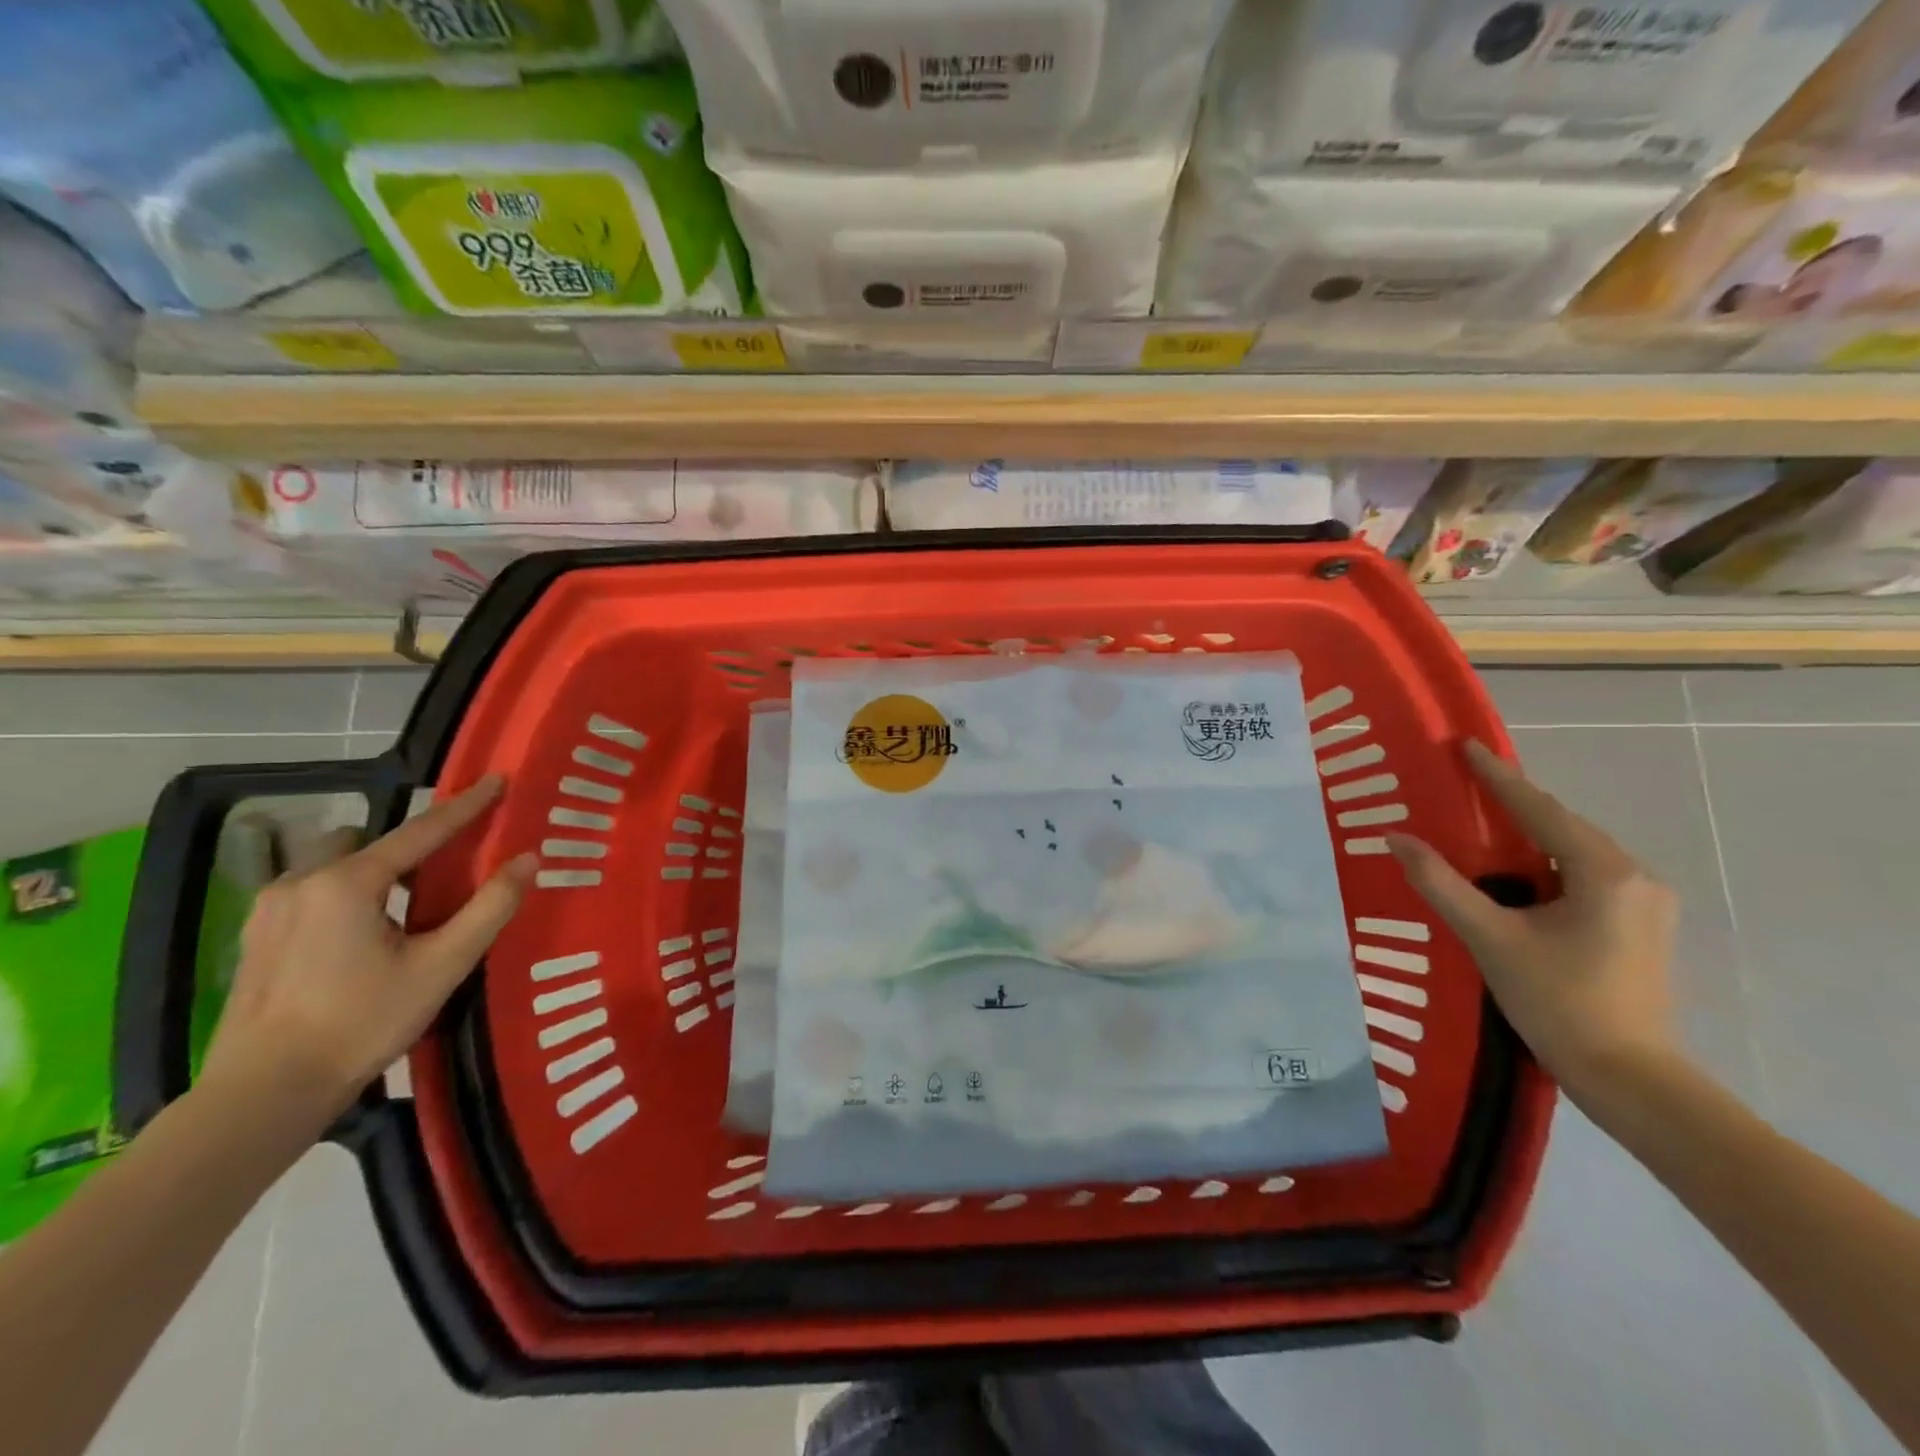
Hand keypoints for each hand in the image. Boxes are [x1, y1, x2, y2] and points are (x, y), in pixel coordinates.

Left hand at [197, 775, 536, 1136]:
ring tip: (409, 908)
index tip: (497, 780)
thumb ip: (490, 907)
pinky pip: (314, 890)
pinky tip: (366, 934)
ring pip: (337, 864)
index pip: (422, 830)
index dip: (466, 805)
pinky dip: (349, 893)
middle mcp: (301, 881)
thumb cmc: (363, 1023)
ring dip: (378, 870)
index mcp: (348, 883)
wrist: (264, 1093)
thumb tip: (529, 859)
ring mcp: (270, 909)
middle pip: (371, 841)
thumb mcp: (443, 965)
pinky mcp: (256, 936)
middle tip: (449, 868)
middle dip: (411, 845)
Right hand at [1385, 740, 1682, 1106]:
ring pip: (1576, 851)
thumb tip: (1396, 838)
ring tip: (1484, 819)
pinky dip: (1547, 861)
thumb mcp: (1490, 938)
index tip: (1466, 745)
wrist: (1628, 1077)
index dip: (1498, 776)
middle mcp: (1635, 877)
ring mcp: (1644, 903)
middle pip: (1563, 825)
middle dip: (1515, 802)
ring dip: (1531, 833)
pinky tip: (1519, 869)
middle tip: (1467, 780)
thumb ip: (1441, 884)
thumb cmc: (1558, 1001)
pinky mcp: (1639, 926)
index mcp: (1605, 873)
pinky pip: (1585, 874)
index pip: (1540, 809)